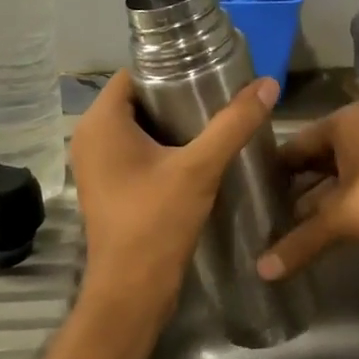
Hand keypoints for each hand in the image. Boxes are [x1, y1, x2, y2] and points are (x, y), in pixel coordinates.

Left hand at [70, 70, 279, 316]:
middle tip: (220, 96)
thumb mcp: (199, 168)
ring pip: (138, 128)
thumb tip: (268, 84)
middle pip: (137, 100)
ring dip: (173, 124)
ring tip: (215, 121)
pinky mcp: (108, 187)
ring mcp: (97, 165)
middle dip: (177, 96)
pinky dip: (163, 148)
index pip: (134, 74)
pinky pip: (136, 152)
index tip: (209, 71)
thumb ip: (233, 124)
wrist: (131, 291)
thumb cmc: (156, 222)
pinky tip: (198, 154)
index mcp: (100, 123)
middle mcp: (90, 138)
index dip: (170, 68)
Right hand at [255, 104, 358, 278]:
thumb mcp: (339, 219)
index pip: (294, 144)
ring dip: (317, 199)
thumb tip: (261, 270)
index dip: (272, 170)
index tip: (250, 195)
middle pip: (316, 158)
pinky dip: (340, 203)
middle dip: (294, 187)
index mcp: (344, 122)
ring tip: (287, 226)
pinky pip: (357, 184)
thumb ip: (299, 242)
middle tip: (264, 213)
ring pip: (337, 174)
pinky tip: (323, 228)